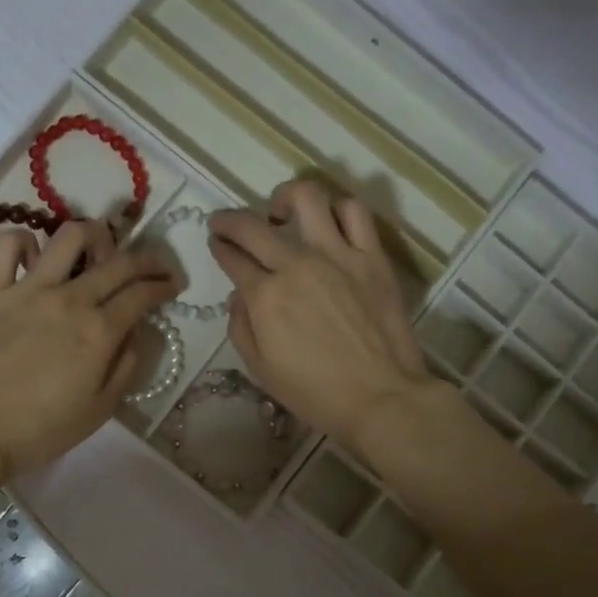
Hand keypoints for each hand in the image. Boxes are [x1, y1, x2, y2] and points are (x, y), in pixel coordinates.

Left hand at [0, 220, 177, 479]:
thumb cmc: (43, 430)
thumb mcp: (101, 408)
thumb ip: (125, 365)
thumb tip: (133, 333)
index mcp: (99, 331)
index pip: (142, 293)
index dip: (163, 285)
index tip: (172, 286)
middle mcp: (69, 299)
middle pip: (118, 262)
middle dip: (147, 259)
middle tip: (154, 265)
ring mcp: (28, 290)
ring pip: (69, 236)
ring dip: (94, 235)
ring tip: (98, 250)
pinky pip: (8, 245)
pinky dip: (26, 241)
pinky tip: (37, 258)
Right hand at [210, 180, 437, 451]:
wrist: (380, 398)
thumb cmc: (315, 393)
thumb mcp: (261, 370)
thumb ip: (241, 327)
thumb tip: (239, 296)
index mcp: (265, 296)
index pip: (232, 257)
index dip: (219, 247)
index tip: (216, 243)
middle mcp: (297, 265)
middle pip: (254, 226)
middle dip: (230, 221)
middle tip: (226, 224)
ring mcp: (338, 255)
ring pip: (306, 198)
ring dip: (285, 199)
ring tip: (282, 214)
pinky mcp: (372, 257)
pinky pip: (355, 213)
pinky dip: (337, 209)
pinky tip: (329, 223)